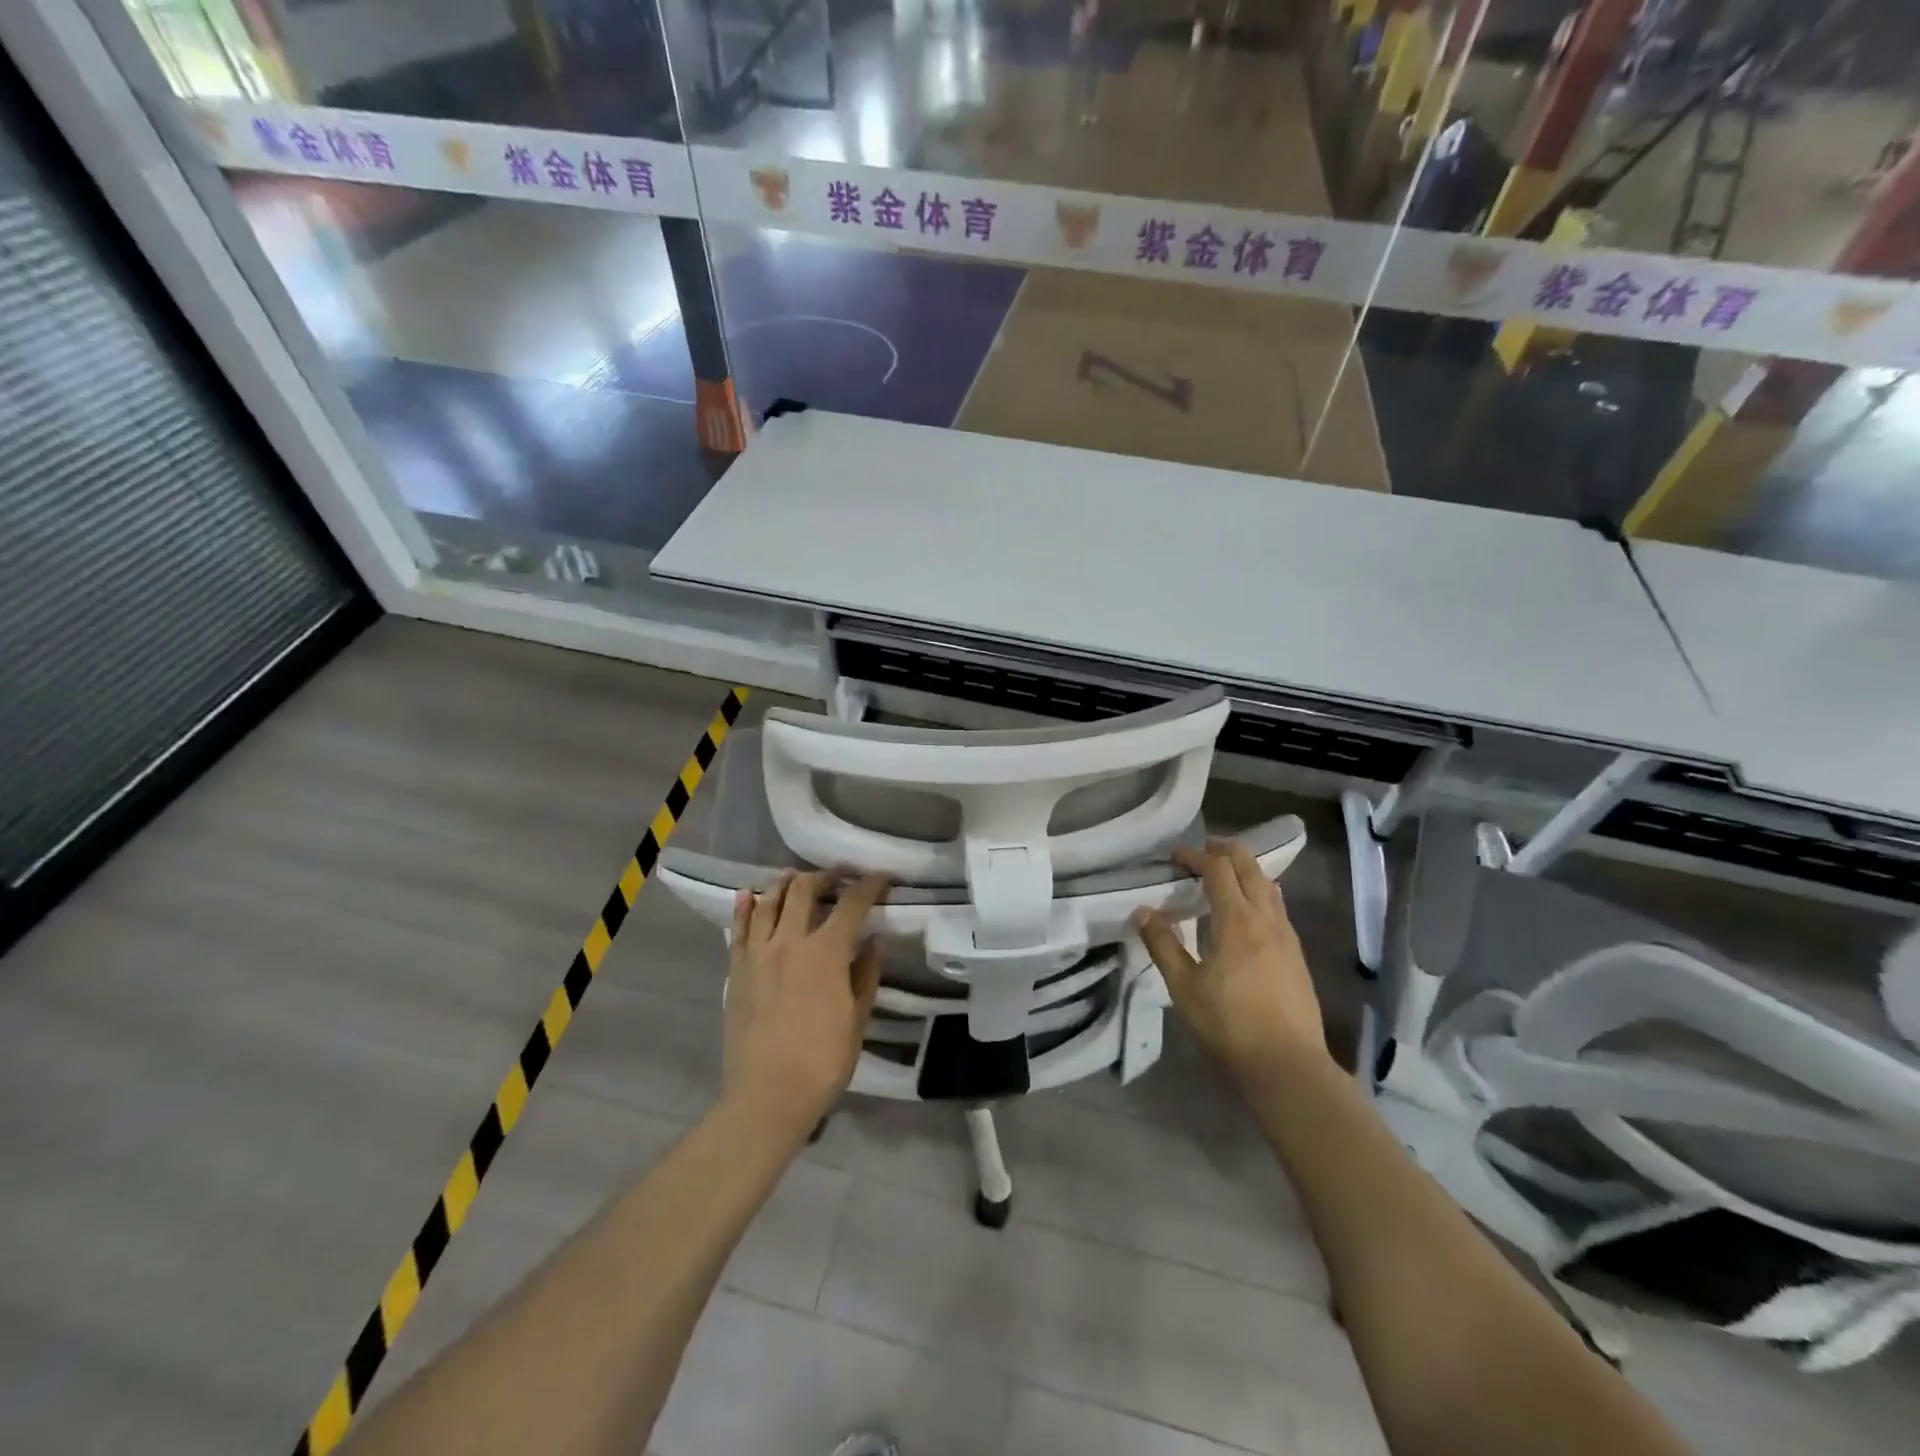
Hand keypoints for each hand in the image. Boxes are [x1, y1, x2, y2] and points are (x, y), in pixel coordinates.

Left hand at [722, 871, 888, 1138]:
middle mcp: (790, 941)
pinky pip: (739, 929)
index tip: (882, 877)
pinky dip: (746, 907)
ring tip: (797, 877)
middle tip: (839, 875)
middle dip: (826, 876)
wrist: (766, 1095)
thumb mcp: (857, 1019)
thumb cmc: (822, 1062)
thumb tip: (873, 942)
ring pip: (769, 902)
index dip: (869, 885)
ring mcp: (758, 953)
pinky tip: (750, 895)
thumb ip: (866, 975)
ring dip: (786, 884)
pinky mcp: (736, 970)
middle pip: (805, 890)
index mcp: (826, 952)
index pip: (852, 904)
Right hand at [1132, 840, 1325, 1085]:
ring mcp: (1287, 936)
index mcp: (1237, 920)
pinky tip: (1246, 913)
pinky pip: (1277, 907)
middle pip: (1250, 867)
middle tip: (1201, 851)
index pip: (1217, 869)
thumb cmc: (1229, 1025)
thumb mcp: (1183, 986)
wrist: (1288, 1066)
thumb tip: (1142, 911)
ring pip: (1269, 885)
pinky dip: (1259, 893)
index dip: (1195, 855)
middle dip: (1225, 851)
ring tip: (1223, 876)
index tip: (1174, 855)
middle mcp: (1266, 919)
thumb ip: (1162, 944)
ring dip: (1245, 870)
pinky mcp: (1296, 955)